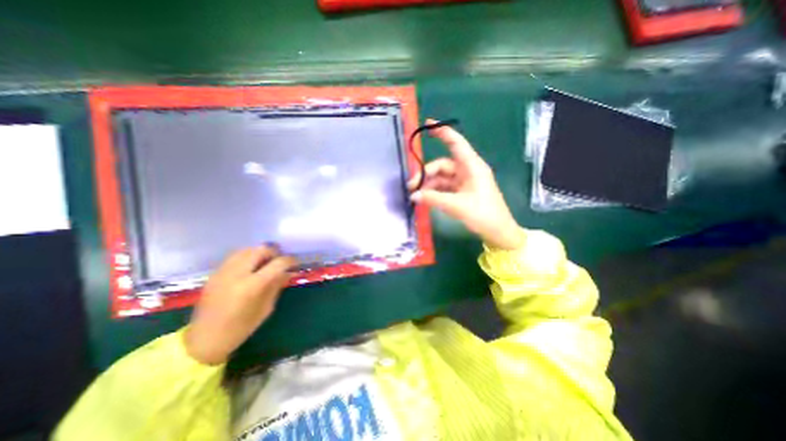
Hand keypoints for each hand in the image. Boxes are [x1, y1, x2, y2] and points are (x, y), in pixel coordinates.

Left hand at [185, 248, 297, 364]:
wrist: (204, 339)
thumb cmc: (241, 328)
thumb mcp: (266, 308)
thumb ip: (277, 286)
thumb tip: (288, 272)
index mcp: (252, 286)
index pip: (277, 263)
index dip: (289, 260)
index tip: (295, 263)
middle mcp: (237, 274)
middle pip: (261, 250)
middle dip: (274, 253)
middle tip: (280, 261)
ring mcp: (223, 272)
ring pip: (247, 250)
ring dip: (260, 253)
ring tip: (265, 262)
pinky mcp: (215, 273)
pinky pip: (235, 256)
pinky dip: (247, 256)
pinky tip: (251, 266)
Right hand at [409, 121, 523, 250]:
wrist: (498, 232)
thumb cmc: (483, 214)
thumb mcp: (457, 205)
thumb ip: (433, 198)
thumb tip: (413, 195)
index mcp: (472, 166)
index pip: (456, 143)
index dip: (443, 132)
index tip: (428, 124)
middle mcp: (468, 171)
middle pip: (442, 165)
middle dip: (426, 174)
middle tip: (412, 187)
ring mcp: (465, 182)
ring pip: (442, 178)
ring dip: (429, 185)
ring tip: (416, 195)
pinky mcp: (462, 192)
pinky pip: (445, 188)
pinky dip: (435, 192)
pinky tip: (425, 199)